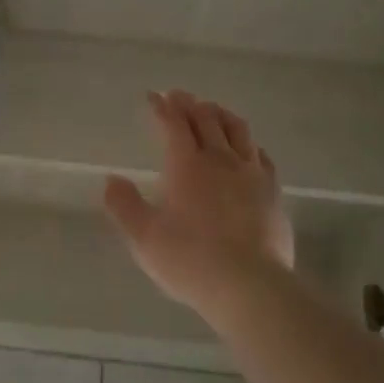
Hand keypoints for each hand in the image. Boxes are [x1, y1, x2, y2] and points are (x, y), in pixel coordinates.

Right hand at [103, 90, 293, 317]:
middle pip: (206, 119)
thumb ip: (124, 205)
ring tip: (211, 110)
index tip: (152, 97)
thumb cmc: (190, 260)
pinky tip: (246, 148)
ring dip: (220, 114)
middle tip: (178, 96)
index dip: (161, 107)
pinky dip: (247, 143)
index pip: (173, 124)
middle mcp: (220, 160)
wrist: (250, 286)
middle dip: (189, 104)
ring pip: (237, 130)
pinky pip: (260, 155)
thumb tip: (111, 180)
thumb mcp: (143, 237)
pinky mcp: (273, 192)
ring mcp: (251, 174)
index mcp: (186, 166)